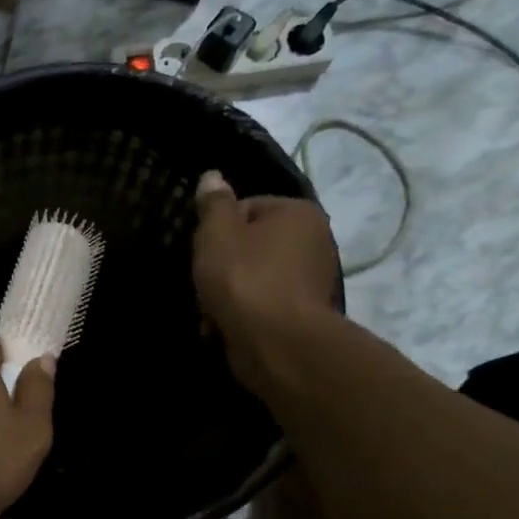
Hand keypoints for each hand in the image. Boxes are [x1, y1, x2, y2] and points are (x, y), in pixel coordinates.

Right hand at [193, 172, 339, 384]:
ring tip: (210, 312)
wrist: (275, 341)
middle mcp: (314, 241)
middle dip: (222, 266)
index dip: (218, 231)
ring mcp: (312, 280)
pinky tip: (222, 328)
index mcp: (298, 213)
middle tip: (204, 284)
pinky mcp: (303, 313)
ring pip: (253, 277)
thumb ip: (213, 204)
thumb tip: (212, 176)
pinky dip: (242, 313)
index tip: (204, 253)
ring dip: (227, 293)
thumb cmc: (243, 278)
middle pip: (250, 245)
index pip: (247, 208)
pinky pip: (263, 304)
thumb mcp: (217, 234)